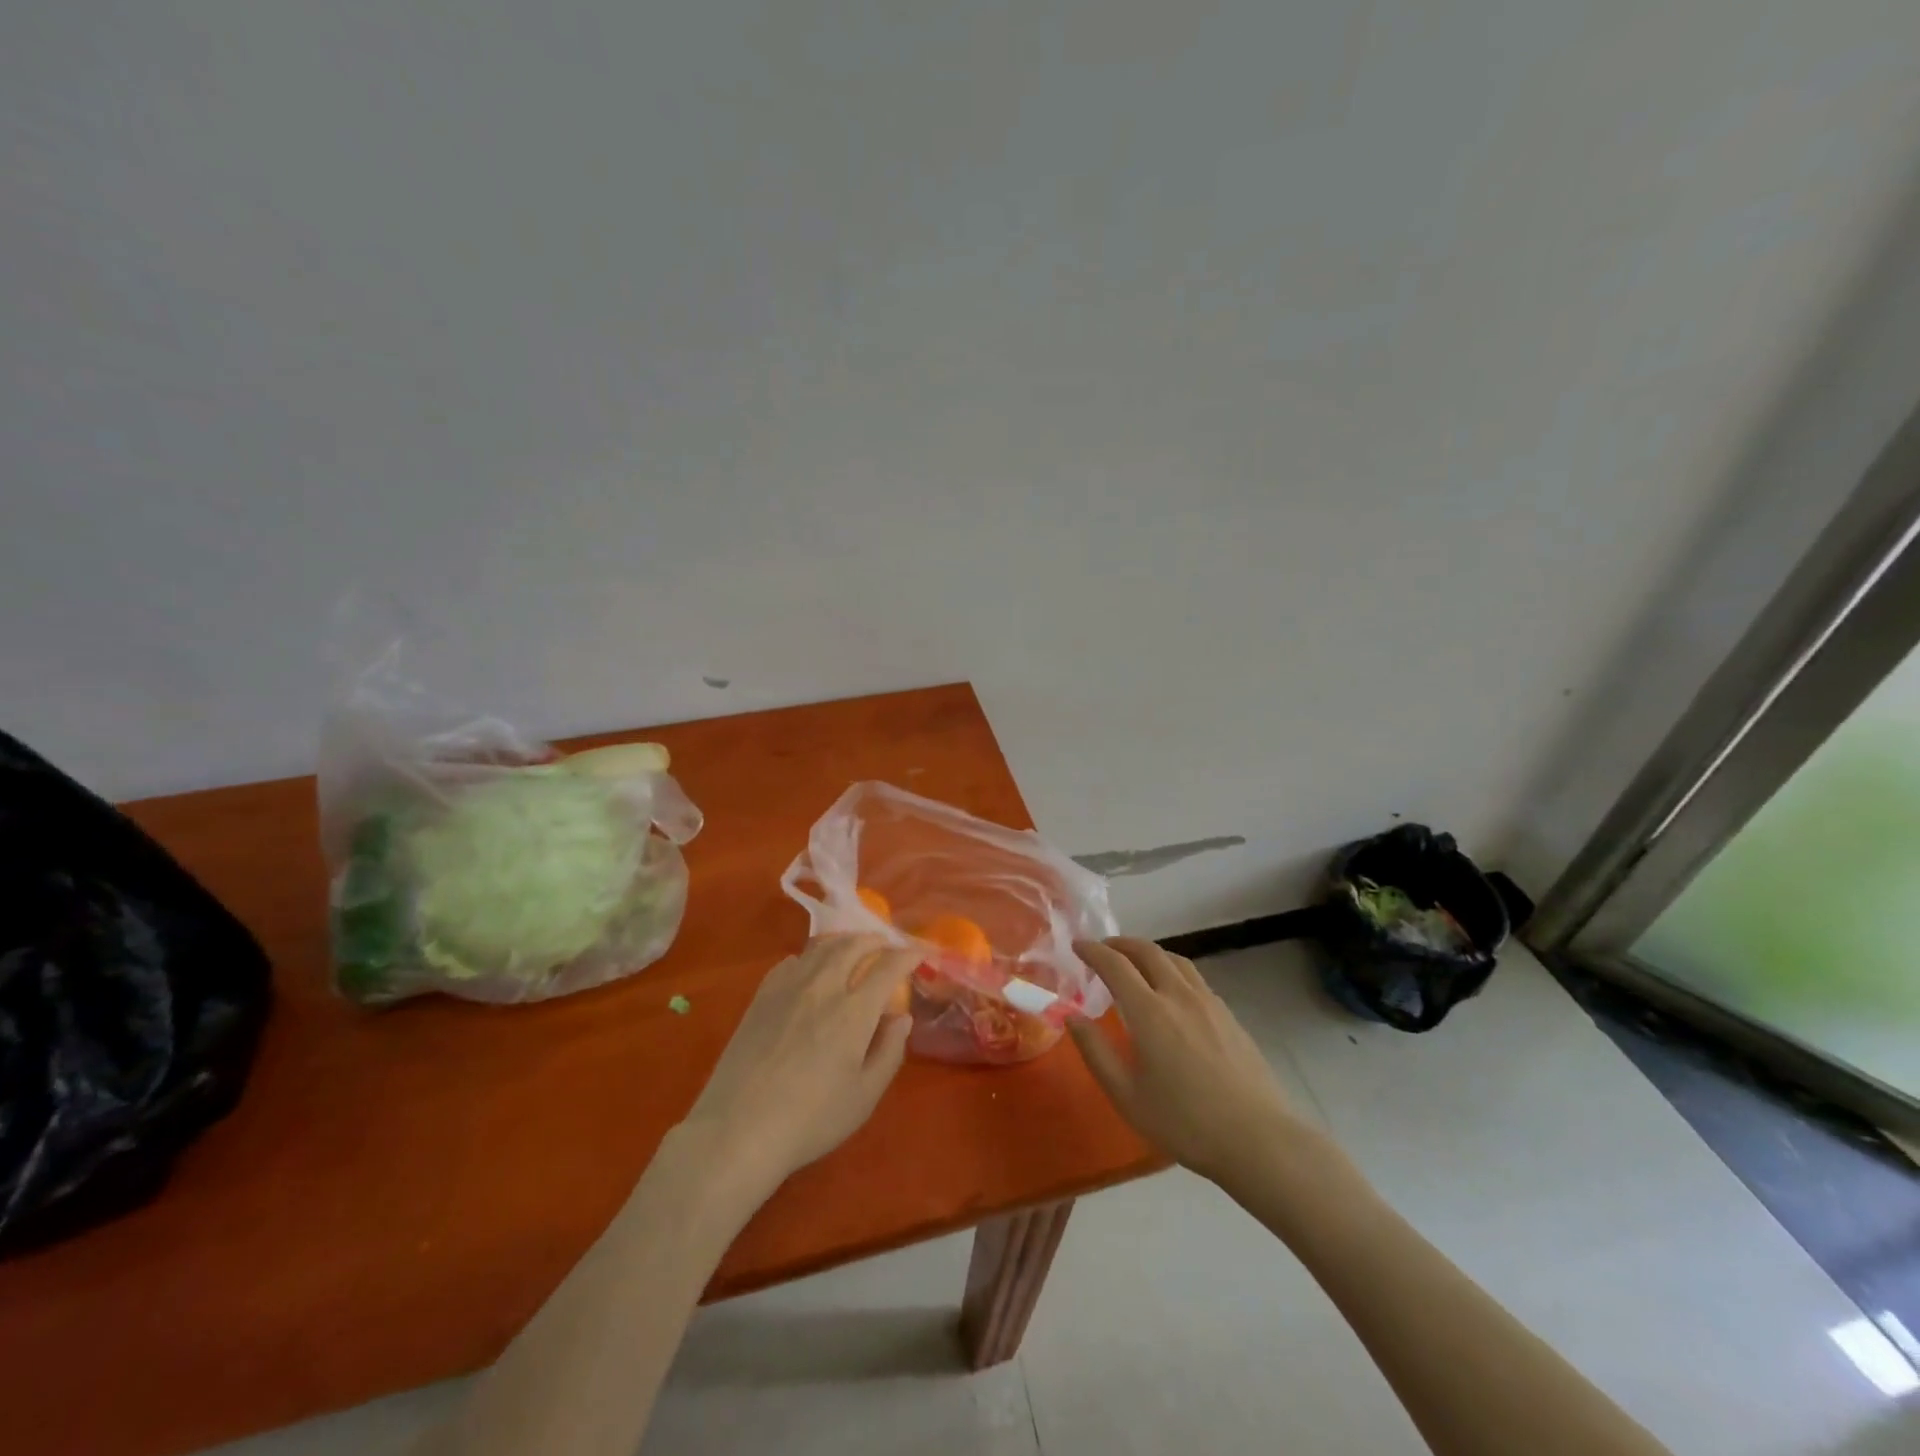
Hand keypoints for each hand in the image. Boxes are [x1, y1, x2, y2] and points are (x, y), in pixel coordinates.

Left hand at [679, 934, 917, 1199]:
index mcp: (854, 1011)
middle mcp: (823, 987)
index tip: (919, 954)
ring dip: (845, 942)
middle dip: (876, 940)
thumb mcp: (864, 1096)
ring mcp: (788, 988)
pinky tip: (811, 970)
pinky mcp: (761, 996)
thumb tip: (902, 1017)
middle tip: (887, 946)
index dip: (908, 954)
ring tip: (854, 949)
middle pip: (853, 945)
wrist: (738, 1130)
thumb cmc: (810, 1120)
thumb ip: (889, 1051)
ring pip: (821, 947)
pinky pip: (792, 961)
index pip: (888, 966)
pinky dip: (811, 957)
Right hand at [1070, 937, 1312, 1185]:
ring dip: (1149, 953)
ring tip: (1135, 963)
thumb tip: (1071, 1015)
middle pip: (1147, 951)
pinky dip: (1172, 970)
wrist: (1258, 1139)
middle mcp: (1179, 995)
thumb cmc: (1185, 1122)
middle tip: (1103, 949)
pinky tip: (1172, 992)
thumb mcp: (1127, 1095)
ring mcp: (1209, 1002)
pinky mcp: (1229, 1015)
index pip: (1115, 964)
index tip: (1077, 945)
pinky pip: (1194, 977)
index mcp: (1149, 1011)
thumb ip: (1095, 1051)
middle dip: (1120, 943)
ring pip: (1175, 960)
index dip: (1093, 950)